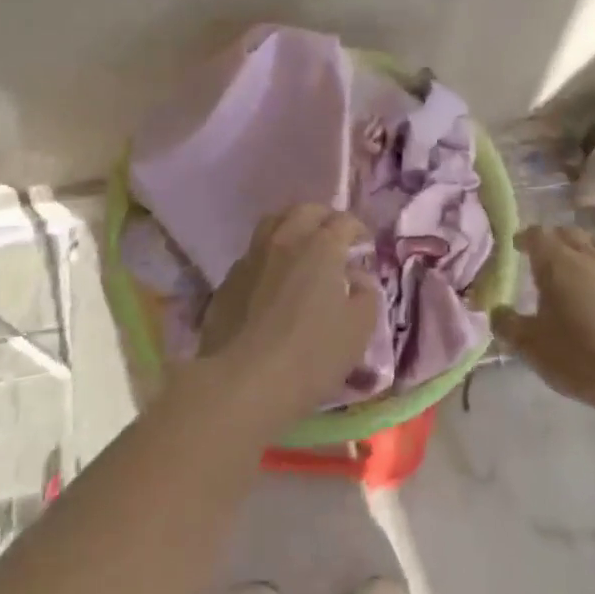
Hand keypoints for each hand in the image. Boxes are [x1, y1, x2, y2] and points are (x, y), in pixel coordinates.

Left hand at [193, 203, 379, 434]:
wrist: (242, 382)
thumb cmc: (311, 355)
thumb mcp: (358, 329)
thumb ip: (366, 295)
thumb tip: (358, 278)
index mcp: (321, 247)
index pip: (344, 221)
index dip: (357, 230)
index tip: (364, 248)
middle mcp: (285, 240)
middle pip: (305, 211)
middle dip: (324, 218)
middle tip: (334, 238)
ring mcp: (251, 257)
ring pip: (273, 223)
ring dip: (292, 228)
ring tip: (301, 249)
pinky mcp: (228, 280)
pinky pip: (253, 253)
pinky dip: (268, 256)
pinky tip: (272, 279)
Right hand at [491, 226, 594, 417]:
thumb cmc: (580, 355)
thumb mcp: (532, 346)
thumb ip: (508, 325)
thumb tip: (497, 312)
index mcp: (557, 262)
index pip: (538, 235)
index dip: (525, 237)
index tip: (517, 246)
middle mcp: (588, 257)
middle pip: (569, 234)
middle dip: (553, 239)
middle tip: (543, 255)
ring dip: (582, 249)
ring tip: (575, 266)